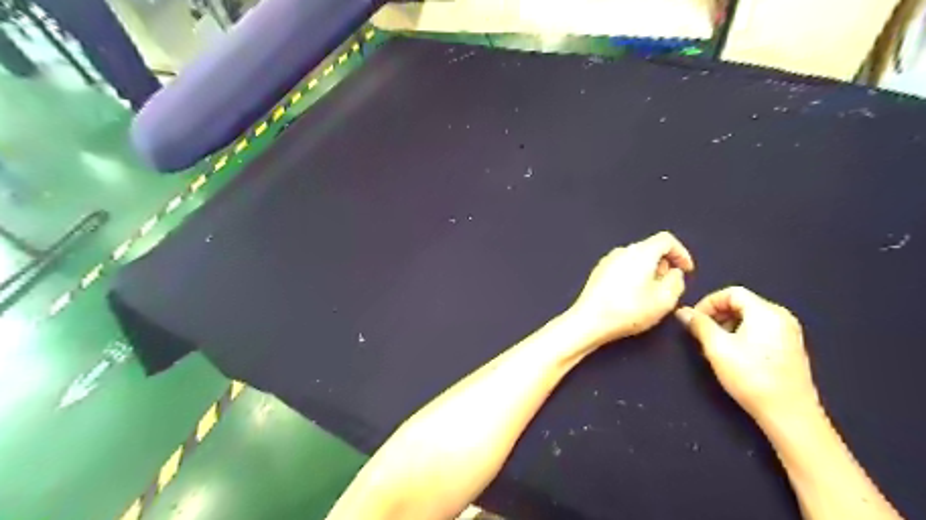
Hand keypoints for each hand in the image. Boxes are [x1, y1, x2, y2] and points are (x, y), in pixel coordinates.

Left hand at [568, 232, 689, 348]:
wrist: (589, 320)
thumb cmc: (629, 310)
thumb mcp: (664, 300)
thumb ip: (676, 282)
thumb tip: (674, 273)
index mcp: (641, 252)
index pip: (666, 240)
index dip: (681, 253)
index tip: (686, 270)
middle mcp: (622, 250)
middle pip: (650, 249)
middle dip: (664, 264)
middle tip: (669, 285)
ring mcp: (607, 260)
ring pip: (635, 259)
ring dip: (648, 271)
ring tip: (651, 293)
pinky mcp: (598, 272)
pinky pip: (622, 267)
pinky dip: (633, 276)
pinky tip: (632, 296)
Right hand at [675, 286, 816, 423]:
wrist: (789, 414)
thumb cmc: (751, 376)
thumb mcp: (717, 348)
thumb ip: (699, 325)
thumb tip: (683, 312)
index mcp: (766, 312)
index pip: (731, 292)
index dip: (708, 302)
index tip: (694, 320)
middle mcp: (781, 317)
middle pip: (742, 303)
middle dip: (717, 314)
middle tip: (701, 333)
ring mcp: (789, 333)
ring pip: (750, 317)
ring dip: (727, 325)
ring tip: (714, 345)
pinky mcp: (790, 348)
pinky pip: (760, 329)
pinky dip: (742, 334)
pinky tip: (733, 354)